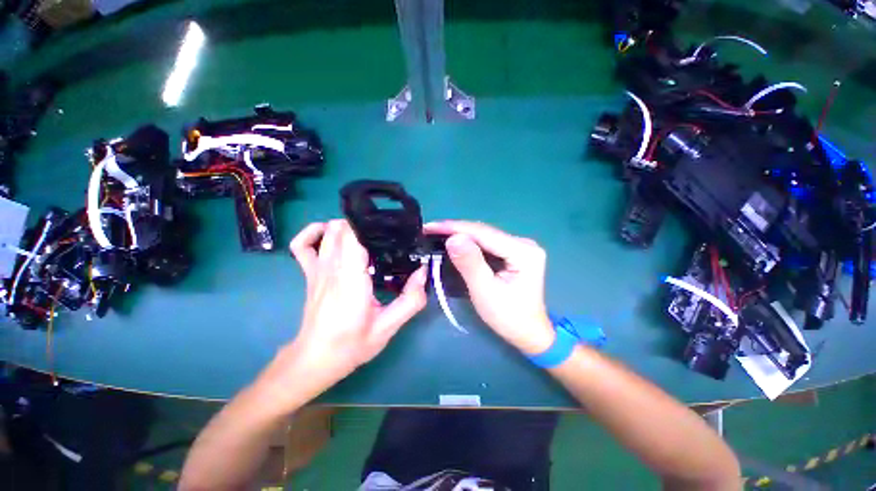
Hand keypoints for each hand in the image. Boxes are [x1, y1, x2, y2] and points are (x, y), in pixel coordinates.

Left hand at [261, 220, 427, 405]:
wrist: (315, 359)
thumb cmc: (352, 344)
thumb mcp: (388, 327)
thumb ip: (410, 300)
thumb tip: (423, 273)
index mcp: (351, 278)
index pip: (355, 236)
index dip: (374, 226)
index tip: (393, 228)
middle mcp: (332, 267)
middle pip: (344, 228)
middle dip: (366, 225)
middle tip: (386, 235)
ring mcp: (317, 269)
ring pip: (328, 231)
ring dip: (348, 226)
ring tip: (367, 236)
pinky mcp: (310, 273)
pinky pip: (302, 244)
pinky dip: (314, 232)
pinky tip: (330, 235)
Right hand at [424, 221, 554, 354]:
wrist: (527, 332)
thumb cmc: (508, 317)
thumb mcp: (485, 291)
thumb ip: (470, 263)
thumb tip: (453, 238)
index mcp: (523, 251)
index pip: (483, 233)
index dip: (454, 228)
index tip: (430, 227)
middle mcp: (523, 243)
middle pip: (483, 232)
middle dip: (455, 230)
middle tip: (429, 231)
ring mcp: (519, 246)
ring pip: (483, 236)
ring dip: (460, 235)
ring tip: (436, 234)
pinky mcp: (512, 252)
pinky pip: (486, 244)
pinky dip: (468, 244)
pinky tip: (454, 243)